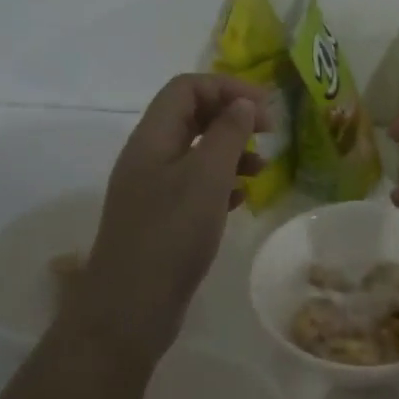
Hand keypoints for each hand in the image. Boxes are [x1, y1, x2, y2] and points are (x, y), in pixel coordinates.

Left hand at [67, 73, 272, 362]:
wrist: (129, 310)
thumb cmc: (170, 234)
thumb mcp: (207, 177)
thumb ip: (228, 134)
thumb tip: (242, 103)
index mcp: (152, 137)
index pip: (187, 88)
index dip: (227, 88)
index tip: (265, 107)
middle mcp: (148, 156)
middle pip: (191, 115)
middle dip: (231, 116)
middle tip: (269, 132)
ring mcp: (152, 188)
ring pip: (196, 151)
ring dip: (230, 151)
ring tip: (262, 169)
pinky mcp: (161, 218)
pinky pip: (194, 185)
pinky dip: (221, 183)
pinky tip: (241, 199)